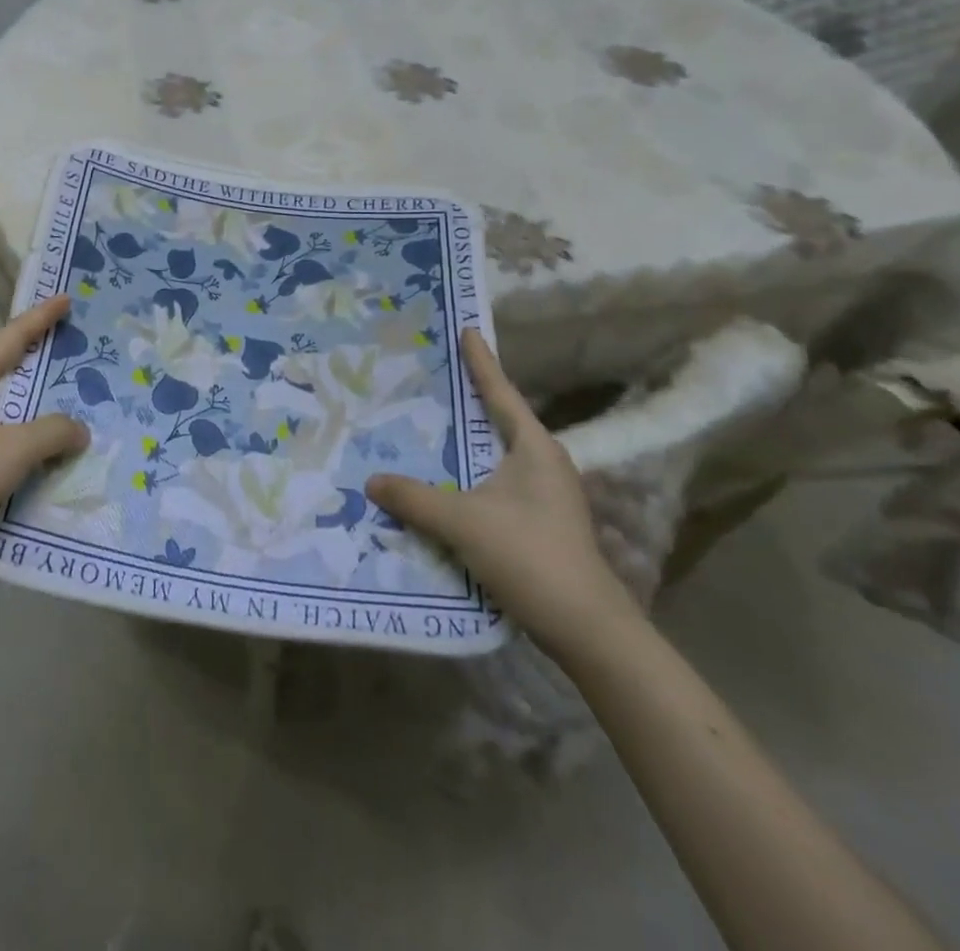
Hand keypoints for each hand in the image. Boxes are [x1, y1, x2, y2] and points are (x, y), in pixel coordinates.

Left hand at [0, 295, 90, 569]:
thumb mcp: (16, 449)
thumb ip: (54, 431)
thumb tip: (79, 430)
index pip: (8, 340)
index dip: (39, 318)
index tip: (65, 299)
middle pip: (4, 364)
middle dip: (36, 349)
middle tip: (69, 336)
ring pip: (5, 400)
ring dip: (35, 393)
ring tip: (67, 386)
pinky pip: (5, 431)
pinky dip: (29, 427)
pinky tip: (49, 440)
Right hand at [365, 328, 635, 656]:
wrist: (588, 630)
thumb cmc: (530, 557)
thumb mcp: (463, 523)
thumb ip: (414, 499)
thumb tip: (371, 481)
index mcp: (535, 449)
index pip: (501, 393)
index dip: (481, 362)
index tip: (468, 330)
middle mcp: (545, 465)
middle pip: (500, 421)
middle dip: (469, 401)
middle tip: (434, 378)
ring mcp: (547, 497)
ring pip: (497, 457)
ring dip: (467, 445)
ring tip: (430, 430)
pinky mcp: (542, 526)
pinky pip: (497, 486)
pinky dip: (470, 477)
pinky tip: (446, 487)